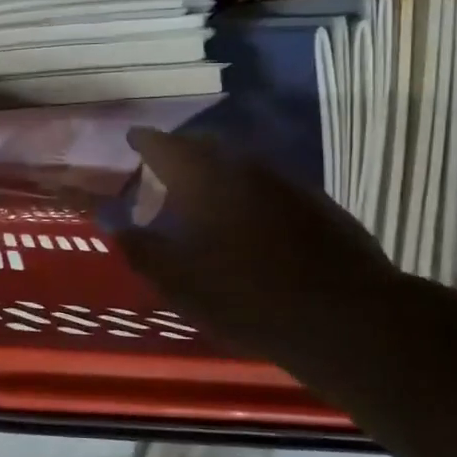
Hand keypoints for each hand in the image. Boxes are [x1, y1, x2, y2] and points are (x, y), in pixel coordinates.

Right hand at [117, 128, 408, 375]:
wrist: (344, 317)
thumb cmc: (244, 296)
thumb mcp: (178, 281)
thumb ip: (140, 248)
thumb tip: (113, 223)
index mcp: (204, 178)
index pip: (165, 144)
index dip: (144, 140)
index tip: (132, 139)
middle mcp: (244, 168)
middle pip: (205, 146)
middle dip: (180, 152)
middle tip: (162, 168)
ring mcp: (286, 183)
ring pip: (240, 165)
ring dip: (216, 173)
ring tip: (201, 197)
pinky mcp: (316, 205)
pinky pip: (268, 187)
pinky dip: (246, 193)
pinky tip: (246, 222)